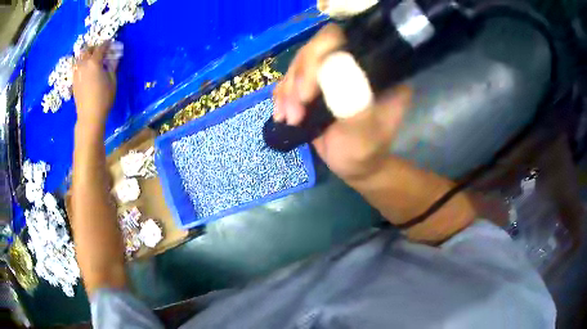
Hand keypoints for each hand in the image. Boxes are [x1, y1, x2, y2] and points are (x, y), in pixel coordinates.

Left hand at [73, 41, 118, 126]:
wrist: (89, 116)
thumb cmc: (103, 98)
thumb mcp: (112, 81)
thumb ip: (112, 66)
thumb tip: (113, 58)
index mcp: (94, 62)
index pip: (101, 47)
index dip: (107, 44)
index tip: (111, 43)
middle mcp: (83, 64)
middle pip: (87, 50)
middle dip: (93, 47)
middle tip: (99, 50)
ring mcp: (77, 73)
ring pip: (79, 58)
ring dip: (85, 55)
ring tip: (90, 59)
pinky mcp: (74, 82)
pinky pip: (76, 67)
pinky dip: (81, 64)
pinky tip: (85, 69)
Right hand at [273, 24, 411, 181]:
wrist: (355, 166)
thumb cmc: (365, 152)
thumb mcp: (364, 134)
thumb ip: (355, 105)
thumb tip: (336, 67)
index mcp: (374, 68)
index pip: (341, 41)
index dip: (317, 57)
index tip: (306, 94)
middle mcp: (352, 63)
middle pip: (314, 49)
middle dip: (298, 80)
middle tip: (294, 112)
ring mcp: (332, 72)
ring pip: (299, 64)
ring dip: (287, 91)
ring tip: (289, 119)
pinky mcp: (315, 84)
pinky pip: (291, 79)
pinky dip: (282, 96)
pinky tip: (281, 115)